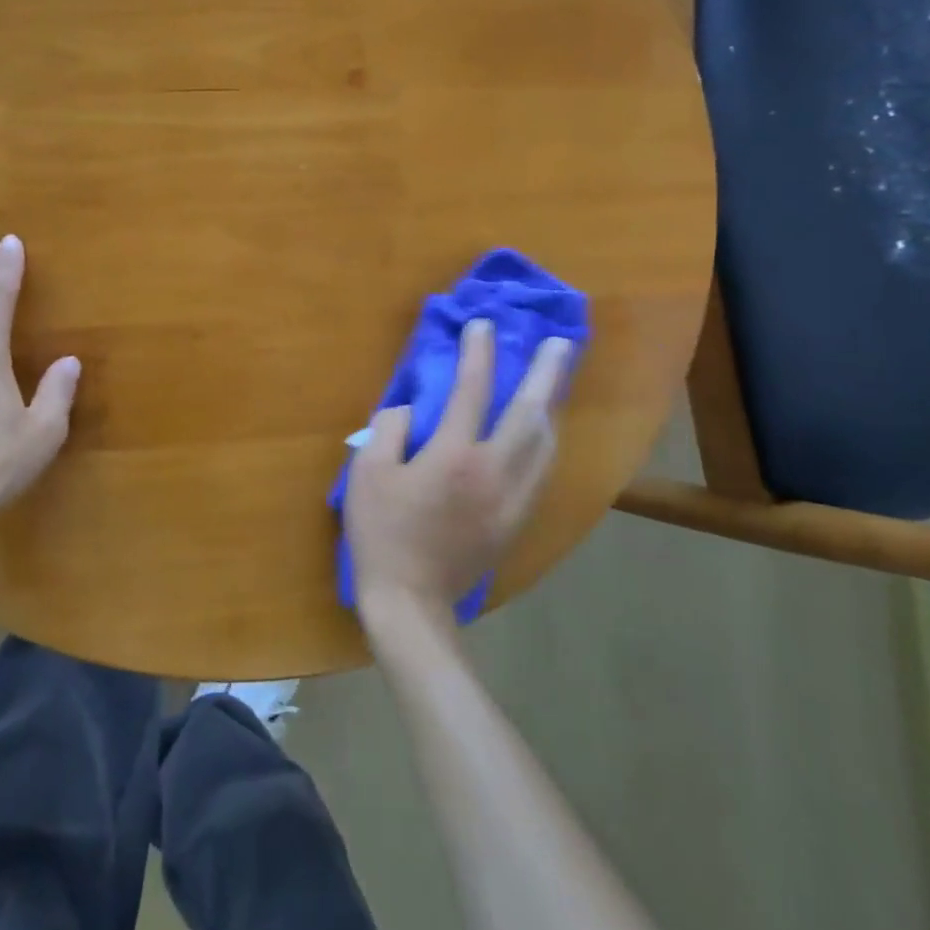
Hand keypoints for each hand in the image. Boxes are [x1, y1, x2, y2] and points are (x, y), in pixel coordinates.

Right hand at [346, 320, 573, 626]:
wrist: (411, 602)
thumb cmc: (382, 534)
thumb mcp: (367, 473)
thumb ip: (388, 428)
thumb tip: (410, 410)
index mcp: (454, 456)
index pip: (472, 391)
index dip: (478, 353)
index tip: (483, 326)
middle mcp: (494, 472)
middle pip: (530, 414)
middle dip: (547, 374)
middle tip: (562, 344)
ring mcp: (512, 499)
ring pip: (546, 444)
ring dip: (552, 407)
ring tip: (557, 382)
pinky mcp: (517, 521)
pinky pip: (541, 471)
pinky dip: (545, 442)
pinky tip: (542, 433)